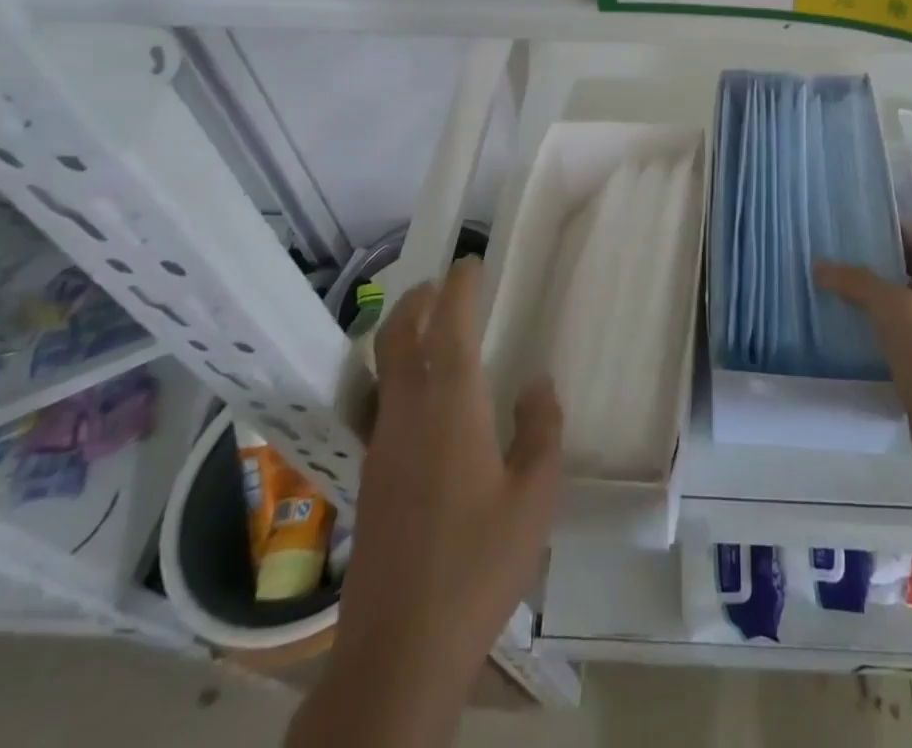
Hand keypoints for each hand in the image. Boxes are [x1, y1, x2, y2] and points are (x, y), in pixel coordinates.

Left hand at [315, 260, 560, 743]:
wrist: (400, 648)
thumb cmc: (479, 563)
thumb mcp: (535, 496)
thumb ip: (540, 429)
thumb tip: (536, 383)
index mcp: (451, 405)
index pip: (449, 324)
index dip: (459, 287)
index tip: (471, 262)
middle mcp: (407, 412)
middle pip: (398, 335)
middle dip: (418, 300)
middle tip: (444, 284)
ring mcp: (381, 444)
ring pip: (383, 367)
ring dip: (403, 333)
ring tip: (431, 327)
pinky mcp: (370, 476)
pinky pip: (382, 401)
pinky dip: (397, 373)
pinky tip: (423, 399)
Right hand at [817, 225, 911, 521]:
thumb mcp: (901, 313)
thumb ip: (861, 283)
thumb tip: (821, 264)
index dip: (887, 222)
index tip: (846, 212)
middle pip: (904, 272)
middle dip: (868, 258)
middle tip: (822, 246)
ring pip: (894, 309)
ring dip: (863, 298)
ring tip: (818, 283)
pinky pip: (889, 343)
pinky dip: (865, 333)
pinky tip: (834, 332)